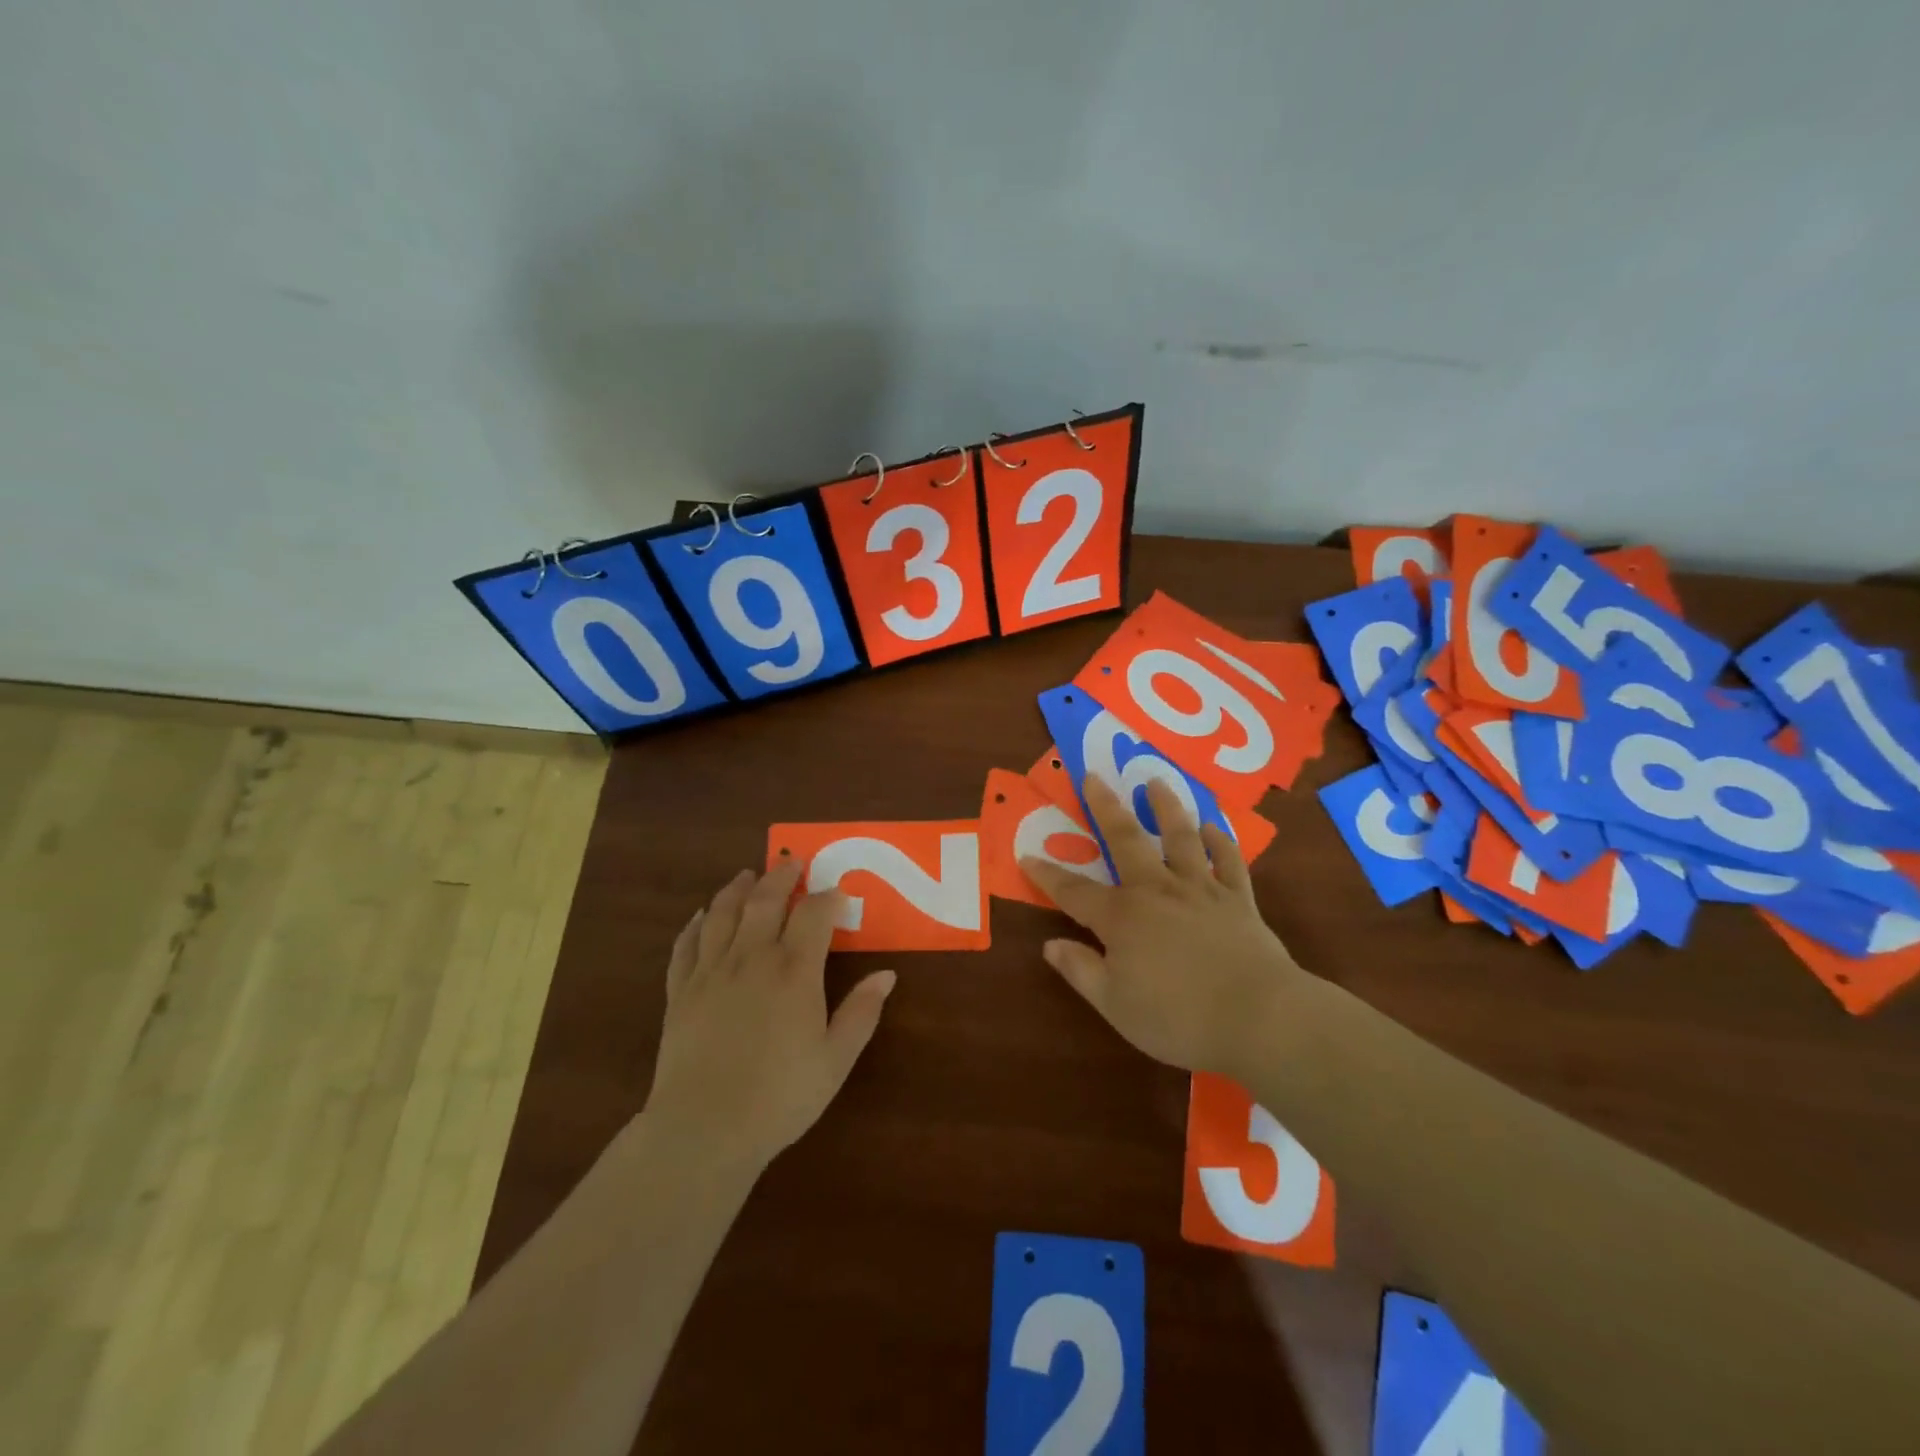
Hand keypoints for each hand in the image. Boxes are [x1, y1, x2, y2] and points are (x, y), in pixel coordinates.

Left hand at [644, 865, 894, 1173]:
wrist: (703, 1129)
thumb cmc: (779, 1097)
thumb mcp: (835, 1060)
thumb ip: (861, 1013)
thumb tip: (887, 974)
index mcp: (794, 971)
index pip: (814, 914)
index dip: (828, 897)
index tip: (838, 892)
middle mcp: (752, 958)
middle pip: (765, 900)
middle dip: (782, 876)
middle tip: (791, 862)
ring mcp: (711, 971)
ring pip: (723, 913)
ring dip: (737, 888)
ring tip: (747, 875)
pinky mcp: (681, 991)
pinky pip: (687, 945)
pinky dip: (696, 924)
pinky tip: (702, 916)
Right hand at [1021, 775, 1304, 1078]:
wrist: (1259, 1017)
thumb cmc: (1178, 1017)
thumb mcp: (1115, 1004)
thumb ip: (1081, 970)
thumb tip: (1050, 944)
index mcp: (1122, 917)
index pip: (1073, 891)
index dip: (1048, 875)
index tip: (1027, 856)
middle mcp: (1157, 890)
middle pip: (1126, 841)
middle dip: (1105, 808)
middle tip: (1094, 776)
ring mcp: (1200, 890)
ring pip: (1180, 838)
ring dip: (1166, 808)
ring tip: (1156, 782)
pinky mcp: (1238, 899)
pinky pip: (1228, 861)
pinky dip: (1220, 840)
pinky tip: (1213, 827)